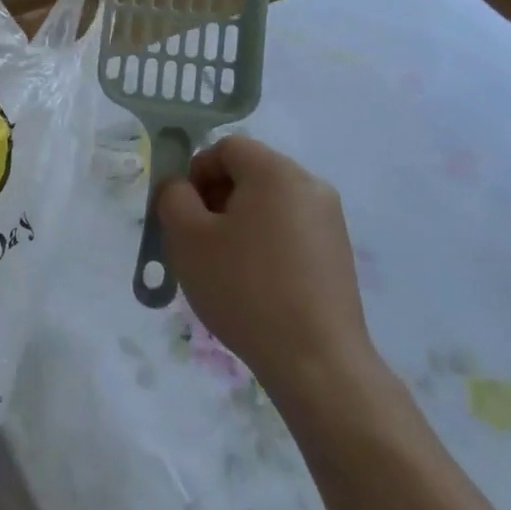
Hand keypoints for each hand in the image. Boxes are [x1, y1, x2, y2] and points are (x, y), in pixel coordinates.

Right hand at [156, 136, 379, 402]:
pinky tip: (252, 284)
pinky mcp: (338, 253)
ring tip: (222, 266)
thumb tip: (181, 187)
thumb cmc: (244, 288)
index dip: (196, 172)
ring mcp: (330, 220)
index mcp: (276, 172)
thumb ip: (172, 196)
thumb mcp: (186, 237)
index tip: (183, 212)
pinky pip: (288, 230)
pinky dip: (264, 243)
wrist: (316, 361)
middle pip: (249, 173)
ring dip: (238, 222)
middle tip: (197, 240)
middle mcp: (310, 185)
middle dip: (215, 198)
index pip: (226, 148)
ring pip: (268, 203)